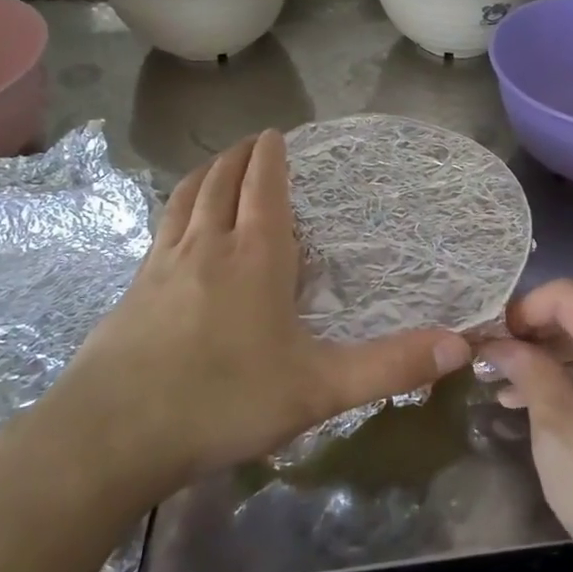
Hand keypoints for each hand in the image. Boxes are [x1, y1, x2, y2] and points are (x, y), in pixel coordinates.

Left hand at [41, 131, 471, 514]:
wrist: (110, 437)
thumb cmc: (224, 402)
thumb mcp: (320, 389)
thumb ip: (391, 367)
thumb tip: (461, 344)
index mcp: (255, 257)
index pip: (264, 187)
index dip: (271, 156)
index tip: (276, 134)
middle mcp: (207, 247)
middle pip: (221, 182)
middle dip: (238, 156)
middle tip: (253, 143)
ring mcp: (162, 266)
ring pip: (185, 199)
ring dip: (204, 174)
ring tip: (216, 165)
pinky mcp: (132, 291)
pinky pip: (160, 230)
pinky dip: (177, 209)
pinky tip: (176, 229)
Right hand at [476, 280, 572, 571]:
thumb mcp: (560, 431)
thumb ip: (530, 373)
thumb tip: (500, 342)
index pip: (569, 296)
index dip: (523, 310)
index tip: (488, 340)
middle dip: (534, 336)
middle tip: (489, 364)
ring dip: (551, 361)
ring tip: (502, 388)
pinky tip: (538, 405)